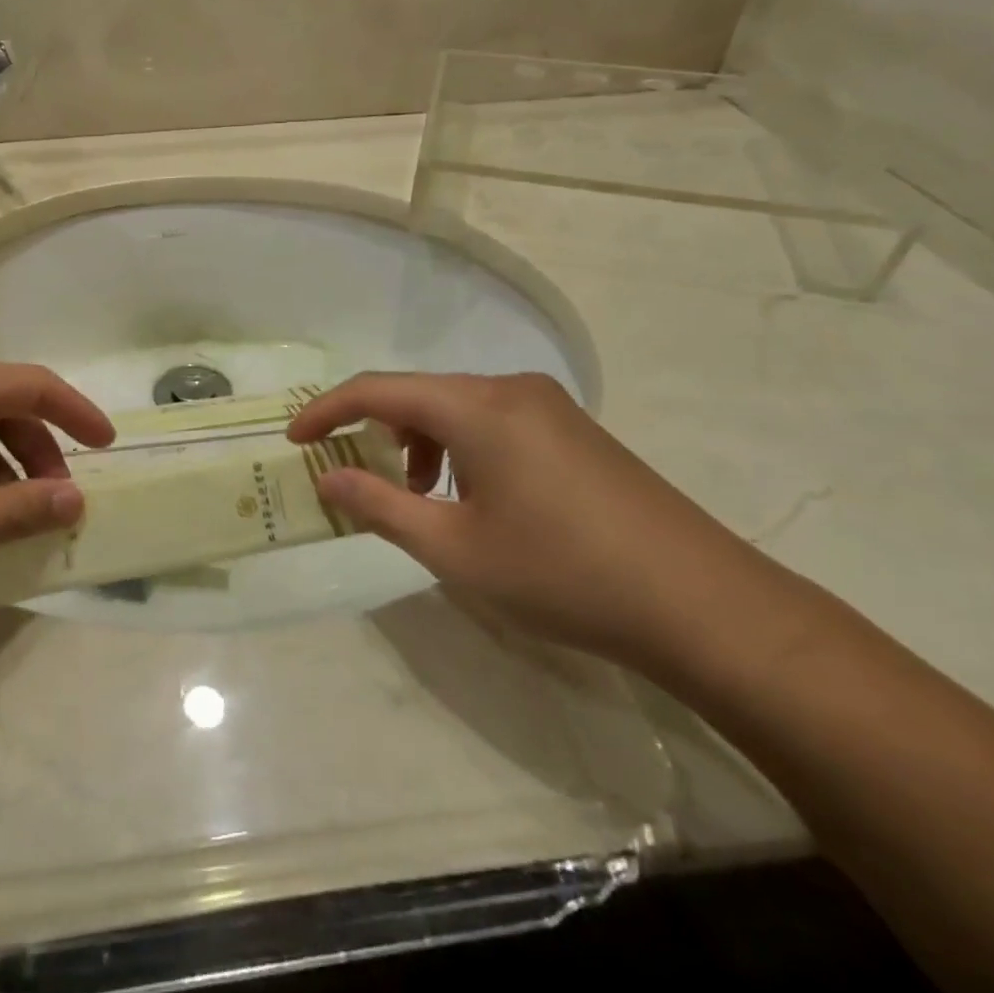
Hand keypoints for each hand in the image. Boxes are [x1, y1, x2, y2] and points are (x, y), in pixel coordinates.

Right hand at [288, 373, 762, 664]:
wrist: (700, 603)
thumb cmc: (561, 574)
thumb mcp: (454, 549)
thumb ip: (381, 505)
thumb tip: (328, 477)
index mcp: (477, 406)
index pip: (378, 390)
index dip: (327, 411)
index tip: (294, 440)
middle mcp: (510, 389)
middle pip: (418, 394)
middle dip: (375, 431)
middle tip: (354, 477)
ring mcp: (548, 406)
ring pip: (456, 408)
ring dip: (419, 442)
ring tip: (418, 497)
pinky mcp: (573, 429)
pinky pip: (492, 421)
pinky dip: (459, 448)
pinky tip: (472, 498)